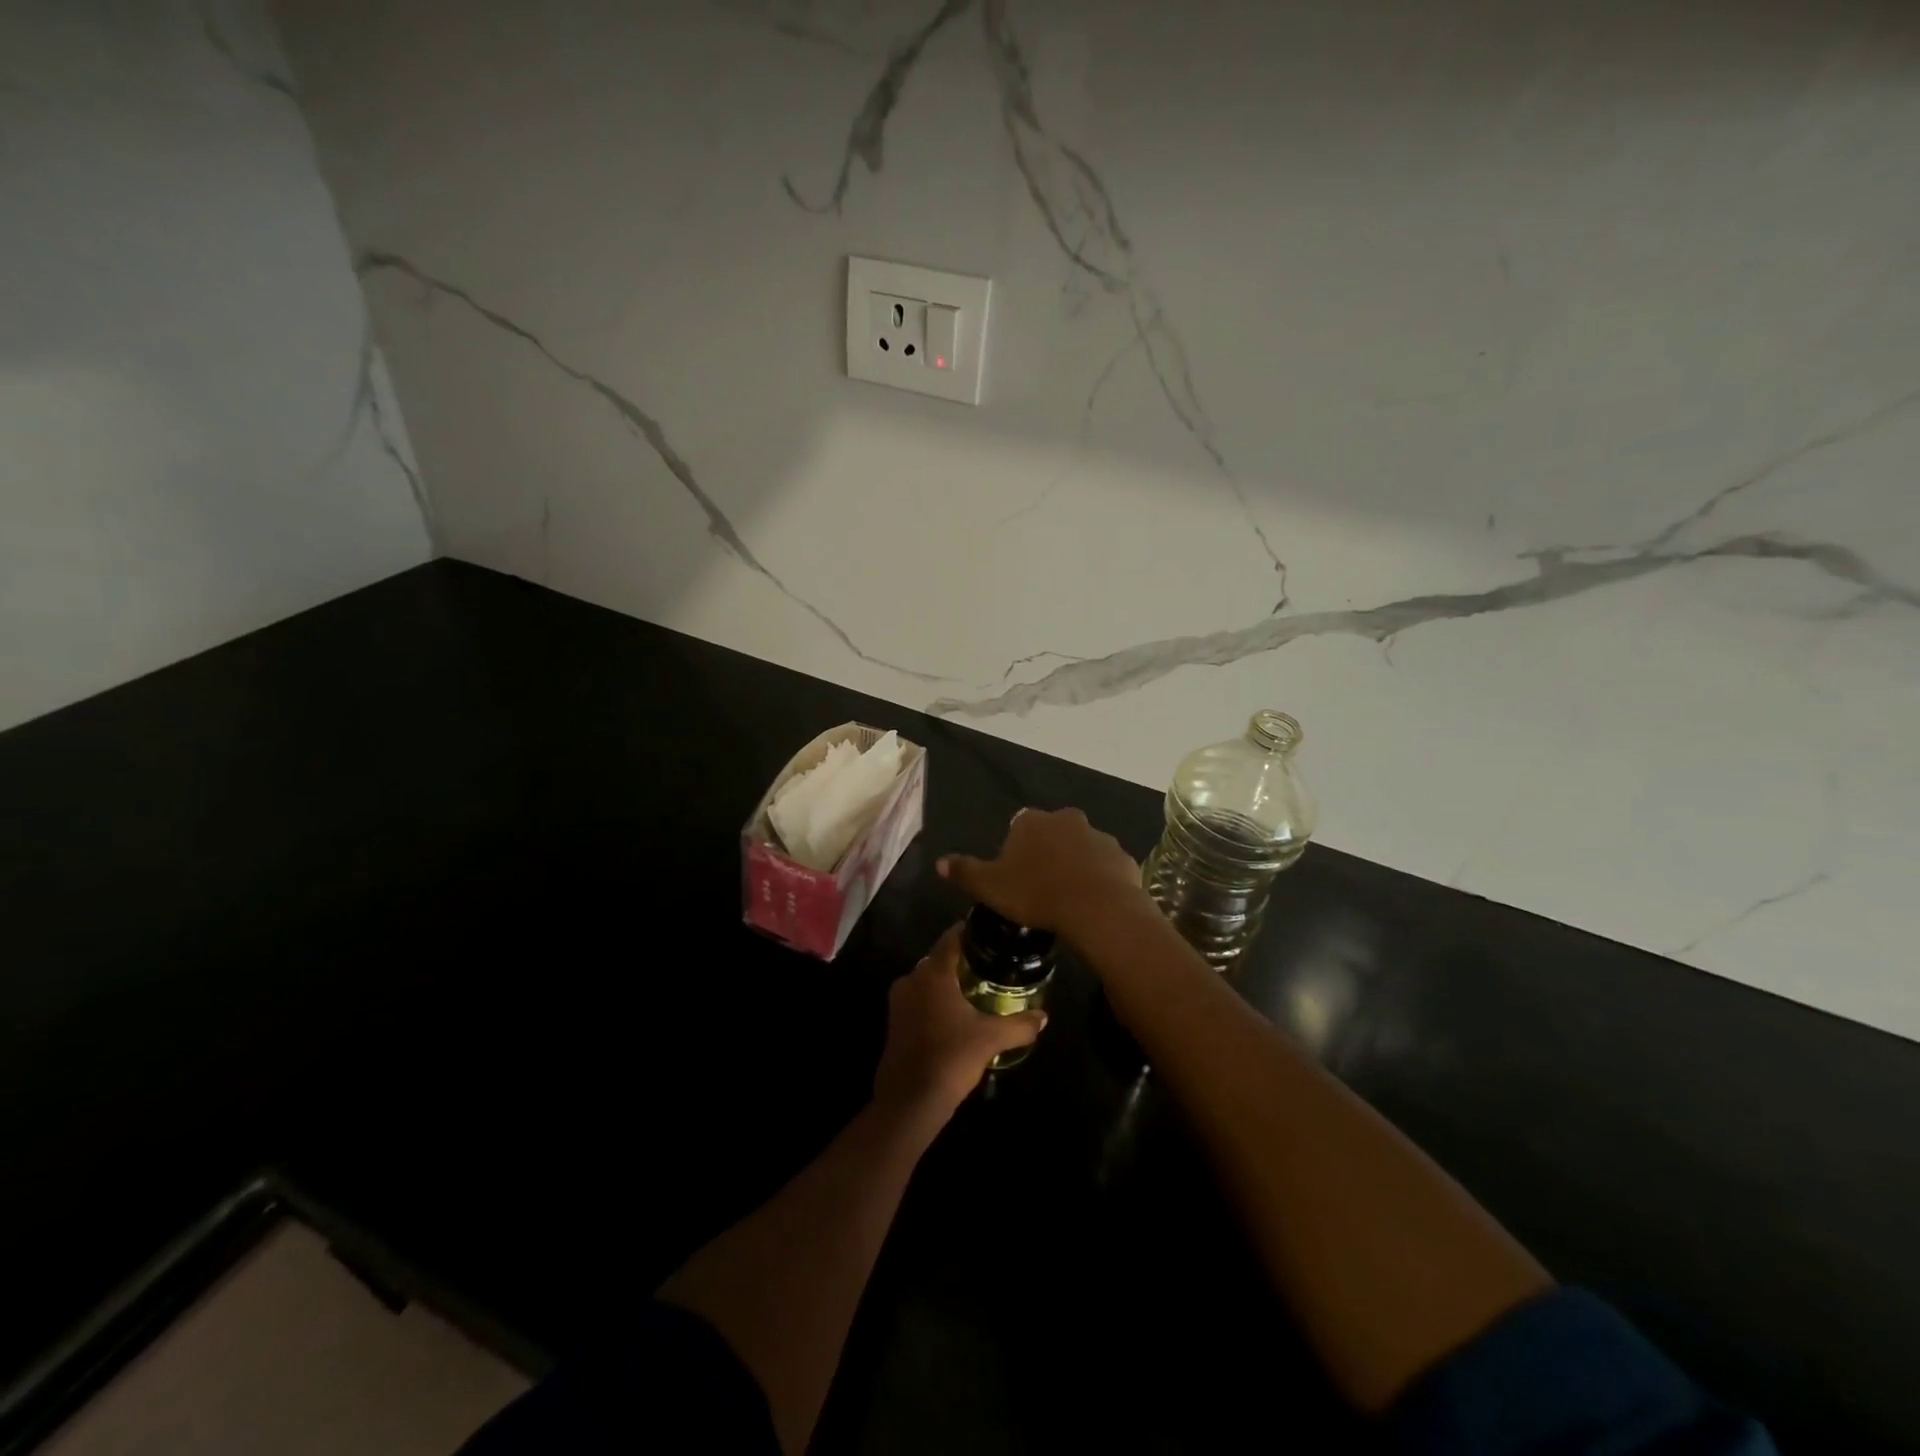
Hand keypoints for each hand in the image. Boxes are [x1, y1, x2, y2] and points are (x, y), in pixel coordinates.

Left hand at [874, 925, 1044, 1120]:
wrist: (910, 1100)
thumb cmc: (950, 1058)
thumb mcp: (991, 1039)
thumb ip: (1019, 1025)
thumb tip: (1044, 1017)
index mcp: (932, 973)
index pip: (950, 938)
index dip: (969, 931)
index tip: (988, 933)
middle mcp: (911, 979)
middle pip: (938, 958)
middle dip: (961, 959)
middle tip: (989, 964)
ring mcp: (899, 1002)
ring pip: (927, 980)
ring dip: (948, 982)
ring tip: (976, 988)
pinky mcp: (895, 1022)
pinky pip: (919, 999)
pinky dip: (936, 1000)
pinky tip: (956, 1014)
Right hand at [937, 807, 1145, 941]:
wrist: (1097, 908)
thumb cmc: (1036, 893)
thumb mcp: (990, 887)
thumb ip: (964, 871)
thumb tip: (939, 862)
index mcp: (1032, 821)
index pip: (1018, 827)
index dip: (1015, 851)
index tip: (1015, 878)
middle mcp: (1066, 819)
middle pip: (1052, 833)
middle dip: (1047, 853)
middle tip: (1040, 887)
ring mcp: (1098, 836)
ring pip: (1081, 848)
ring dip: (1075, 865)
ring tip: (1068, 899)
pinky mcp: (1122, 857)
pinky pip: (1105, 866)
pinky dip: (1099, 879)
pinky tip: (1092, 903)